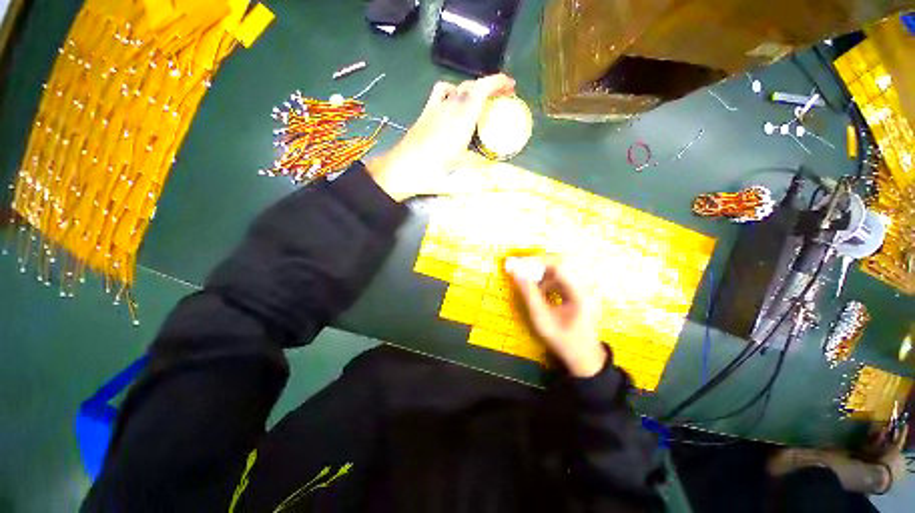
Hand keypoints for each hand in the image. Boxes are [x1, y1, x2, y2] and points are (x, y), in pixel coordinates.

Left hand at [366, 74, 515, 200]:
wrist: (401, 170)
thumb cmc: (430, 173)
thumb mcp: (459, 175)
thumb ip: (478, 168)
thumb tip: (494, 169)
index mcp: (460, 122)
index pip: (481, 91)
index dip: (497, 83)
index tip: (511, 85)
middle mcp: (448, 109)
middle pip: (471, 86)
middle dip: (489, 86)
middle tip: (502, 96)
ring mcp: (435, 109)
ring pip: (457, 87)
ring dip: (472, 89)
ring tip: (480, 100)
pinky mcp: (425, 113)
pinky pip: (441, 93)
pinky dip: (452, 92)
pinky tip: (453, 104)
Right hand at [505, 256, 606, 377]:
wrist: (582, 355)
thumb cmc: (562, 339)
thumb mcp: (541, 318)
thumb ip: (529, 294)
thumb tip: (516, 273)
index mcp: (579, 293)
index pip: (558, 266)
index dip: (536, 262)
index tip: (518, 264)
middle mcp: (583, 286)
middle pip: (559, 264)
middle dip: (537, 265)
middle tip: (519, 269)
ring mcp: (582, 288)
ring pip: (558, 271)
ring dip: (540, 274)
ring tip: (527, 282)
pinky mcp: (578, 291)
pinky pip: (560, 279)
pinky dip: (546, 281)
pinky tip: (538, 291)